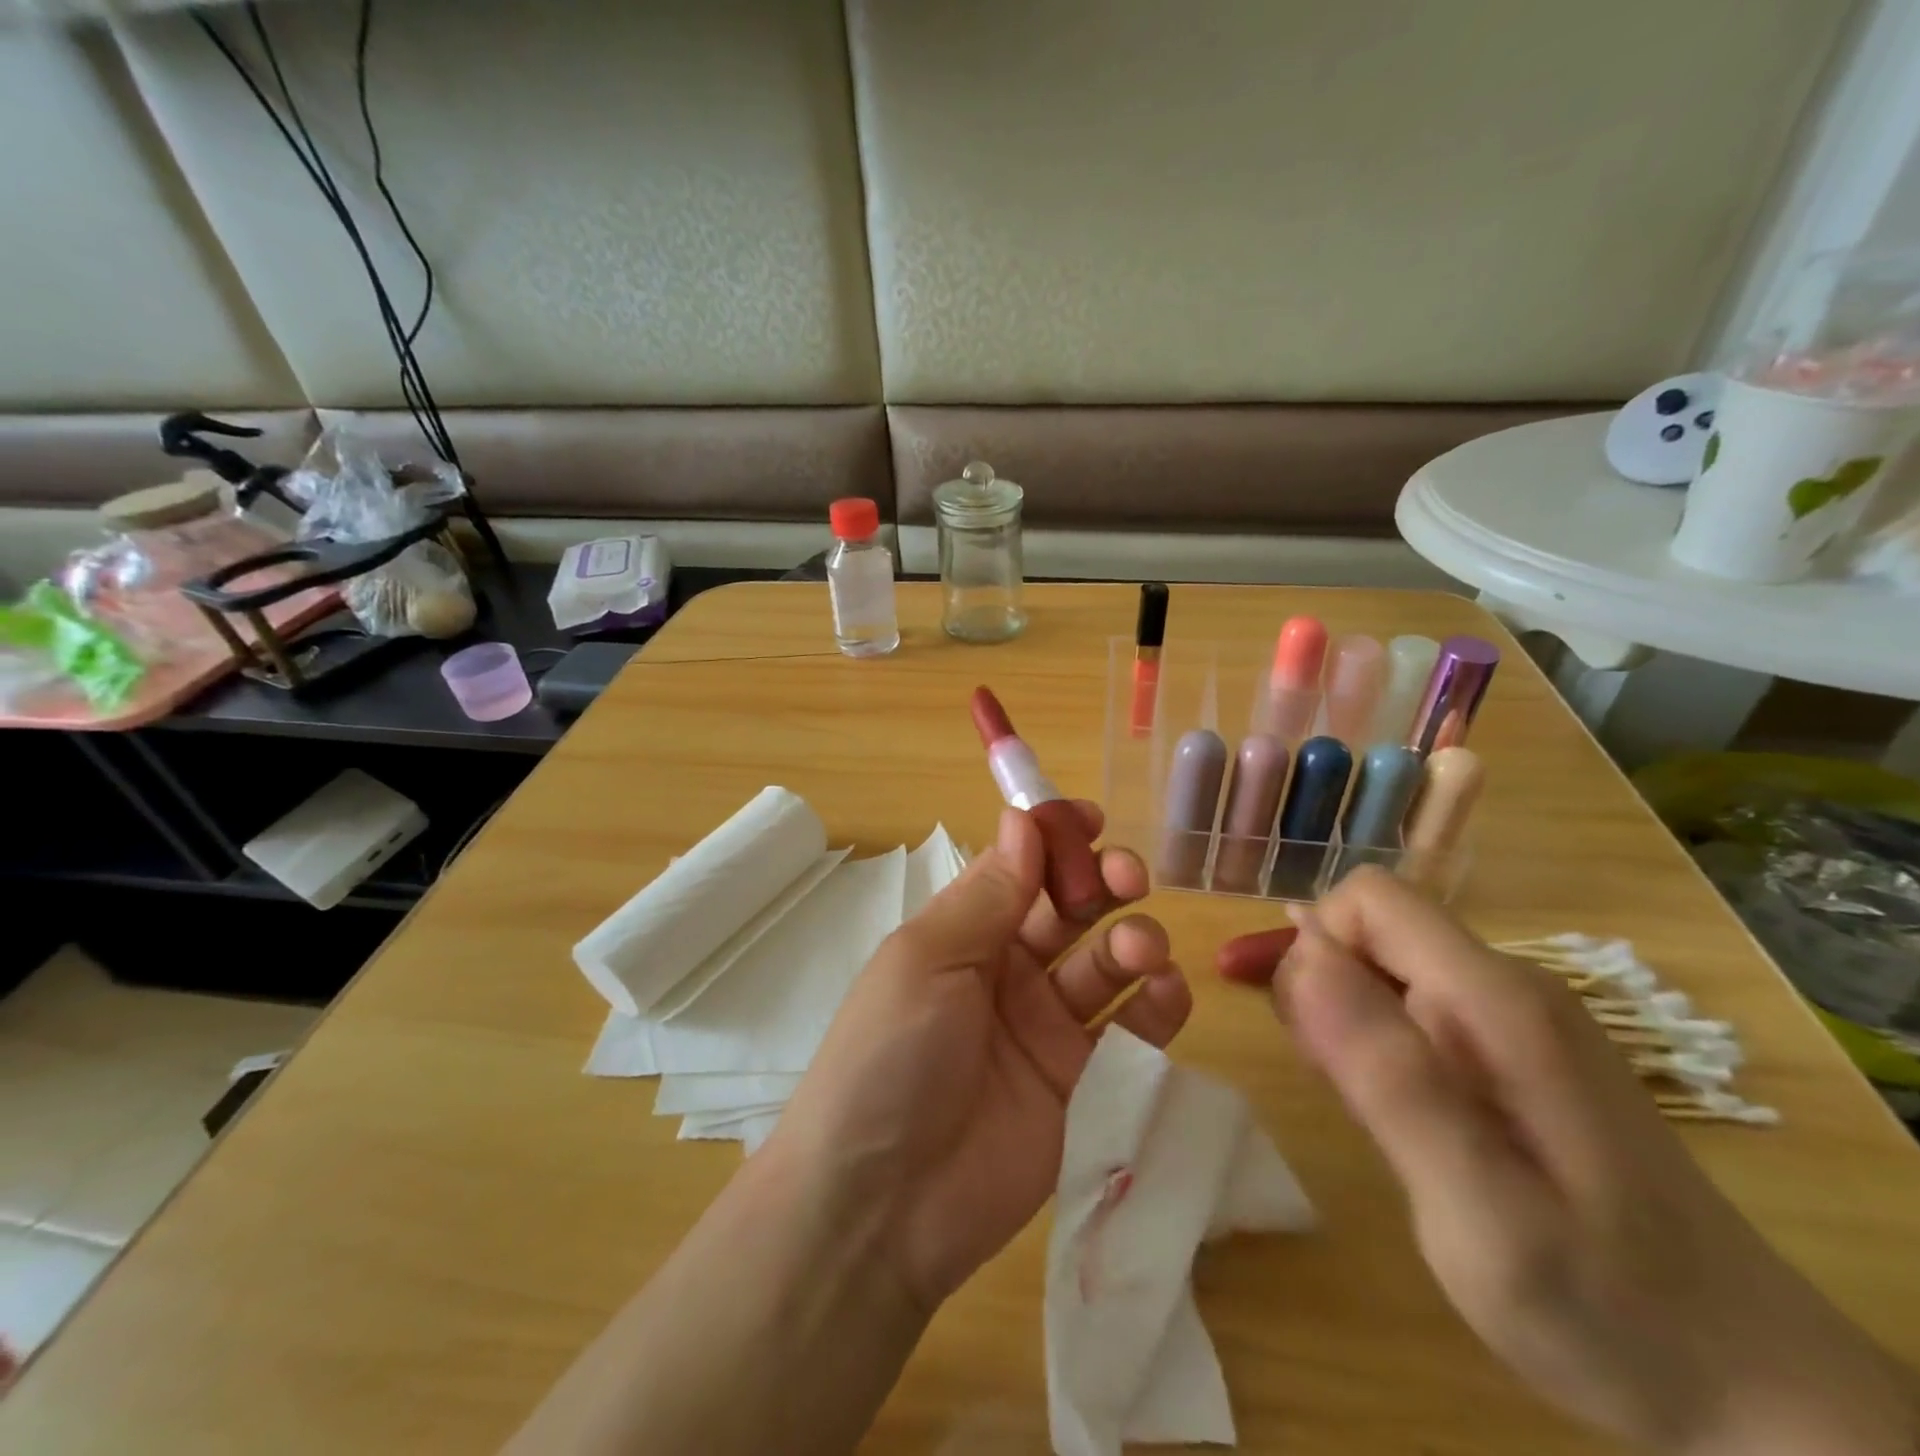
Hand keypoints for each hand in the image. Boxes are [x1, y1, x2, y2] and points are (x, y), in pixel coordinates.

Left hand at [771, 803, 1191, 1313]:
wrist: (881, 1205)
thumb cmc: (891, 1055)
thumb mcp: (927, 960)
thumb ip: (987, 895)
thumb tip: (1024, 819)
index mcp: (963, 934)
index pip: (1018, 869)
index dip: (1054, 841)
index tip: (1092, 820)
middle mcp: (1007, 972)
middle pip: (1068, 911)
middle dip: (1101, 883)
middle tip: (1126, 878)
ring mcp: (1046, 1028)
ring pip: (1105, 964)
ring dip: (1132, 941)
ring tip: (1141, 948)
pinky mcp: (1082, 1084)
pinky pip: (1129, 1033)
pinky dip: (1156, 1005)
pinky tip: (1165, 991)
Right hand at [1218, 868, 1913, 1455]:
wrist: (1752, 1392)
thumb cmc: (1602, 1303)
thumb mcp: (1474, 1202)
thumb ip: (1385, 1070)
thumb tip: (1302, 953)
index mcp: (1494, 1001)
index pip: (1370, 900)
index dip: (1314, 945)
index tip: (1304, 1032)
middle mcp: (1507, 988)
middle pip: (1374, 929)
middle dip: (1318, 982)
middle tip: (1322, 1078)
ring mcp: (1518, 1020)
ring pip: (1388, 967)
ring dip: (1340, 1012)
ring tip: (1347, 1098)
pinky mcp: (1518, 1054)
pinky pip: (1415, 1006)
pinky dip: (1372, 1036)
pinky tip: (1383, 1104)